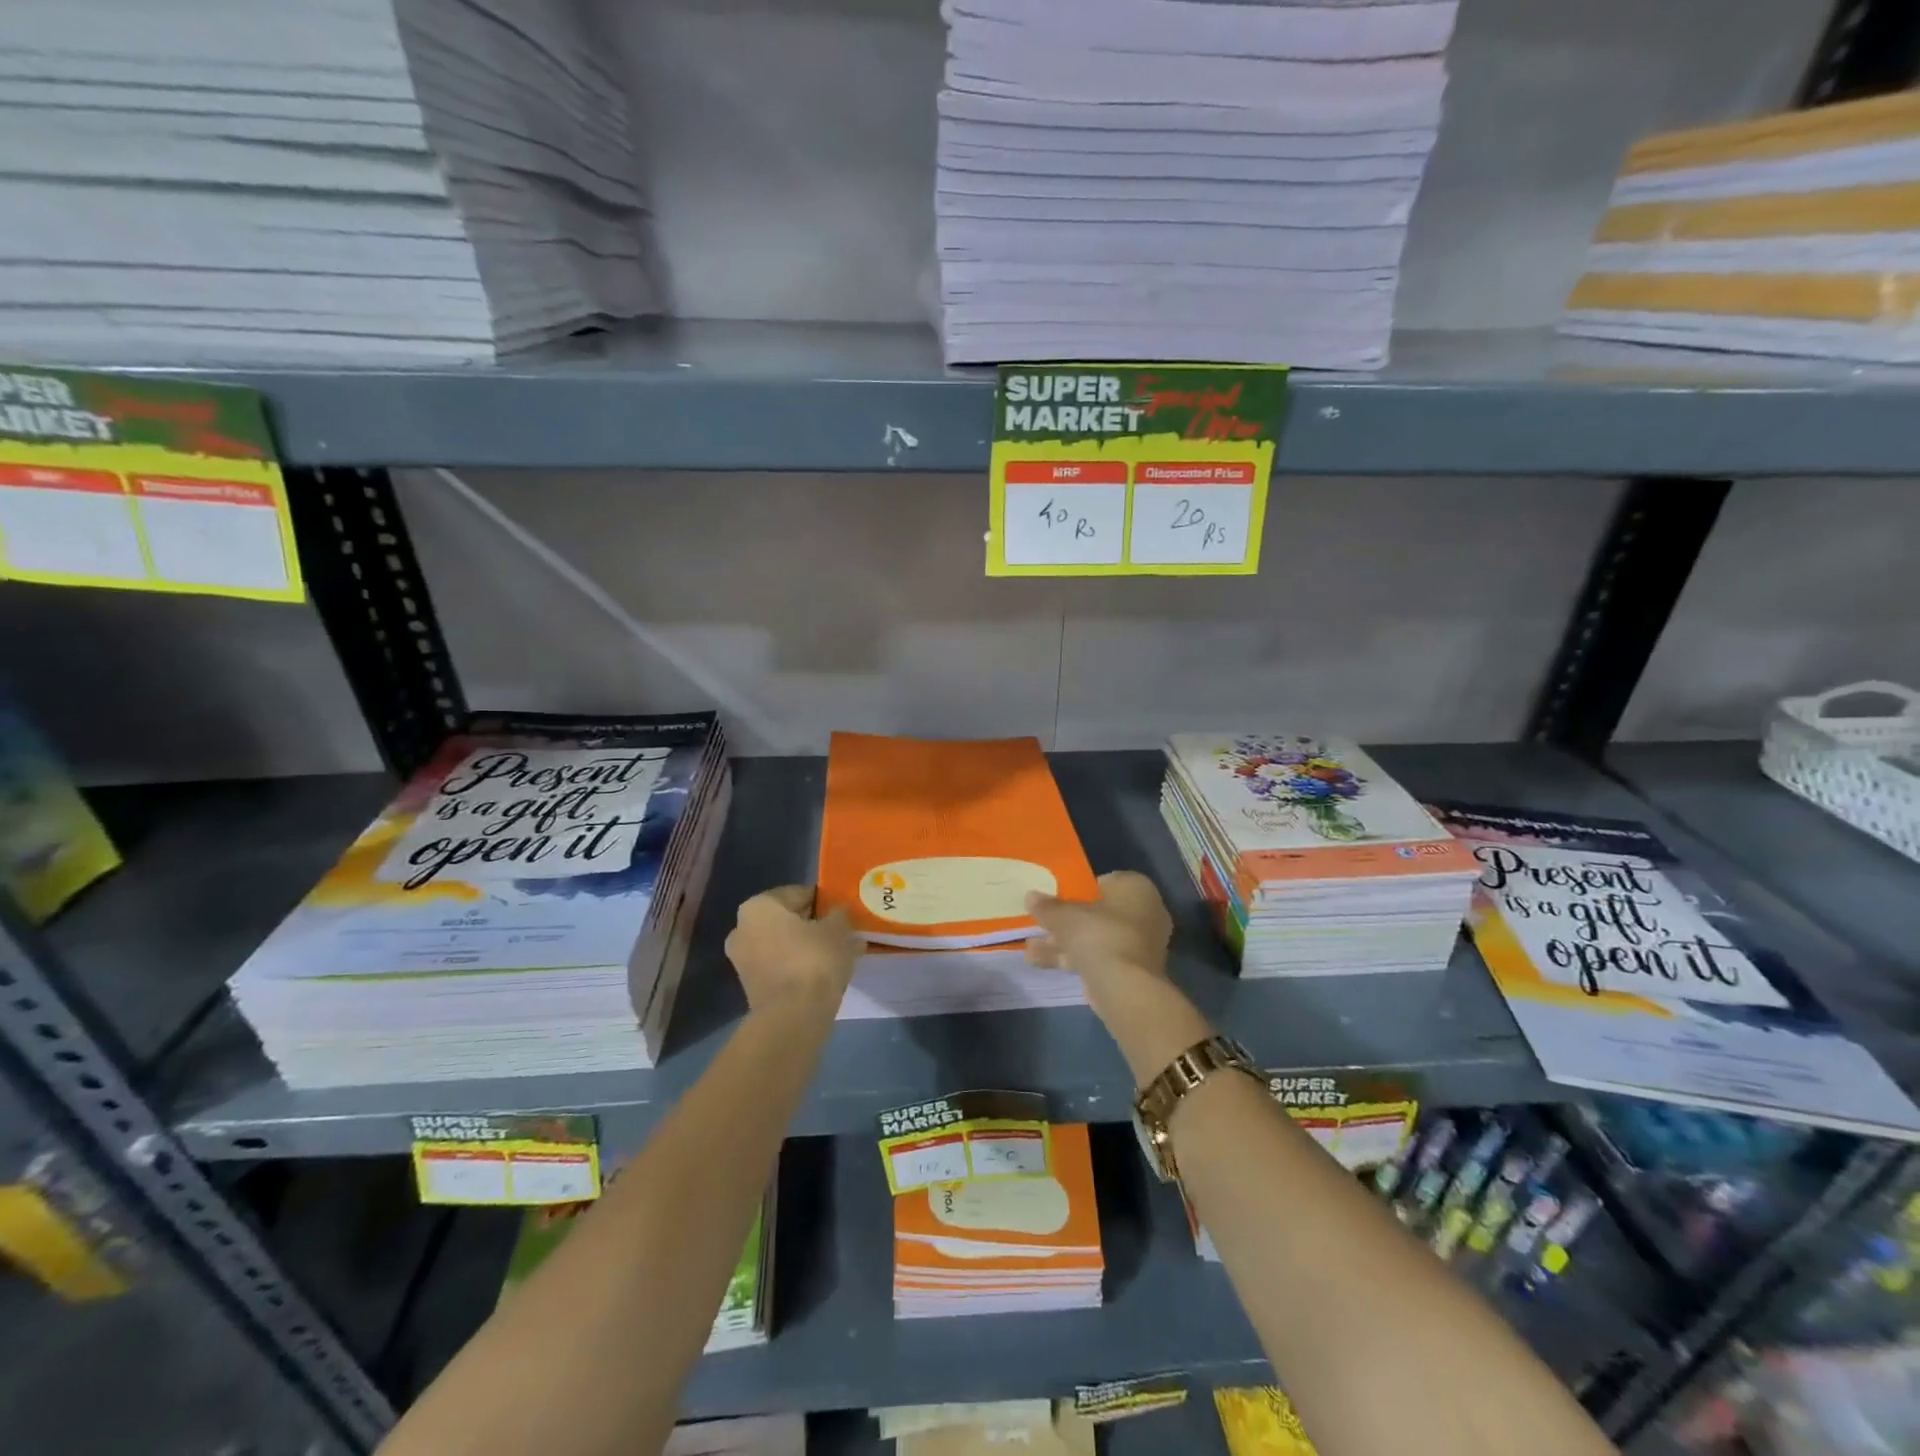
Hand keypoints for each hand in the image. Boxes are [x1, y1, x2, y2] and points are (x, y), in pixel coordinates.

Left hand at [725, 886, 857, 1013]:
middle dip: (815, 924)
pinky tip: (827, 972)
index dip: (824, 900)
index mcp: (758, 906)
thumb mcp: (837, 929)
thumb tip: (839, 913)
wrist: (793, 1017)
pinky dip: (802, 966)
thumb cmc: (813, 959)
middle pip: (788, 919)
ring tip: (840, 952)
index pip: (798, 893)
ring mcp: (744, 960)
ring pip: (786, 944)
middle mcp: (742, 929)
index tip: (843, 910)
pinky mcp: (752, 987)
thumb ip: (839, 915)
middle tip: (843, 931)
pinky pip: (782, 966)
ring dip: (810, 946)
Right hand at [1024, 870, 1172, 984]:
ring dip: (1062, 942)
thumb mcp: (1066, 916)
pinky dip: (1072, 958)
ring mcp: (1138, 944)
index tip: (1055, 898)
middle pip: (1097, 913)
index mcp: (1135, 888)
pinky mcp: (1130, 970)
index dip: (1077, 890)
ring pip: (1094, 937)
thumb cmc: (1099, 935)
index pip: (1104, 882)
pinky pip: (1097, 957)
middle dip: (1065, 921)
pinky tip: (1038, 962)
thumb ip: (1048, 907)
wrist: (1125, 988)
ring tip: (1029, 947)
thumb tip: (1030, 896)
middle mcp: (1144, 912)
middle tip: (1039, 924)